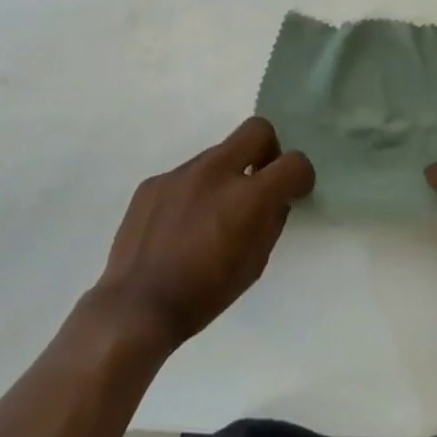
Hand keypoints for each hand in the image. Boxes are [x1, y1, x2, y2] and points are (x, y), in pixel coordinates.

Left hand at [89, 117, 313, 354]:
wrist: (135, 306)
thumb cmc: (203, 296)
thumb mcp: (253, 266)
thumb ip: (270, 223)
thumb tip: (274, 200)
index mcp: (246, 197)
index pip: (294, 162)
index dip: (301, 176)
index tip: (294, 191)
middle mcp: (216, 171)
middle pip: (257, 129)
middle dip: (268, 150)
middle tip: (259, 182)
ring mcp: (181, 172)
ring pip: (218, 153)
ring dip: (227, 174)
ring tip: (211, 216)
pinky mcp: (155, 180)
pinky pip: (187, 174)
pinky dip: (194, 191)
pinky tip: (181, 225)